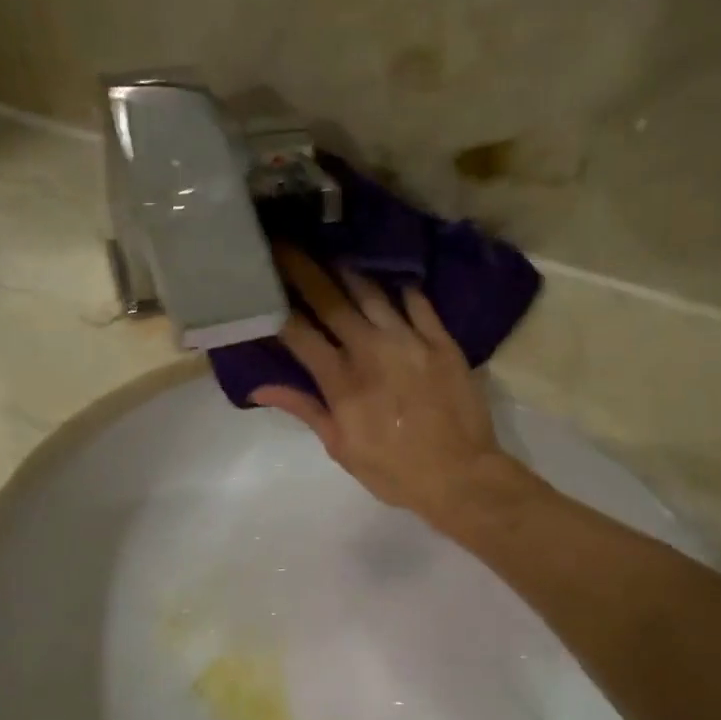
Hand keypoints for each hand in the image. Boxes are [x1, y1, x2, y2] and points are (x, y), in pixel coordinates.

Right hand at [252, 246, 526, 525]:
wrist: (461, 476)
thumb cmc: (394, 471)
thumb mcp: (341, 448)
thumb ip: (304, 409)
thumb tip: (259, 387)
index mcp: (341, 381)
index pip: (298, 332)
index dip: (276, 303)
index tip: (261, 279)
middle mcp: (371, 350)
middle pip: (330, 300)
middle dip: (303, 269)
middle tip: (286, 243)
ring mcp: (410, 340)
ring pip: (371, 292)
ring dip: (347, 270)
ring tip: (331, 251)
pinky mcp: (441, 340)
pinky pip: (417, 301)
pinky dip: (399, 287)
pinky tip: (388, 275)